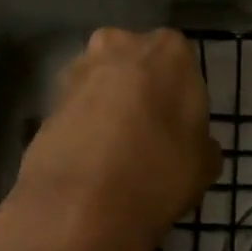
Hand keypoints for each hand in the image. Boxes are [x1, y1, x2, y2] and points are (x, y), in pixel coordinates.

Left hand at [8, 27, 220, 250]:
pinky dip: (84, 127)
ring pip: (103, 84)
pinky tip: (91, 162)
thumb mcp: (204, 164)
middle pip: (137, 64)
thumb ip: (202, 144)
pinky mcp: (47, 100)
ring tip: (117, 153)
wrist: (79, 205)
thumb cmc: (159, 171)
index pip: (182, 62)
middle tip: (150, 134)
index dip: (180, 94)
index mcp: (169, 50)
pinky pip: (77, 109)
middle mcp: (120, 45)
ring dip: (109, 107)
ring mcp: (77, 70)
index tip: (181, 125)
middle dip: (142, 91)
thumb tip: (198, 146)